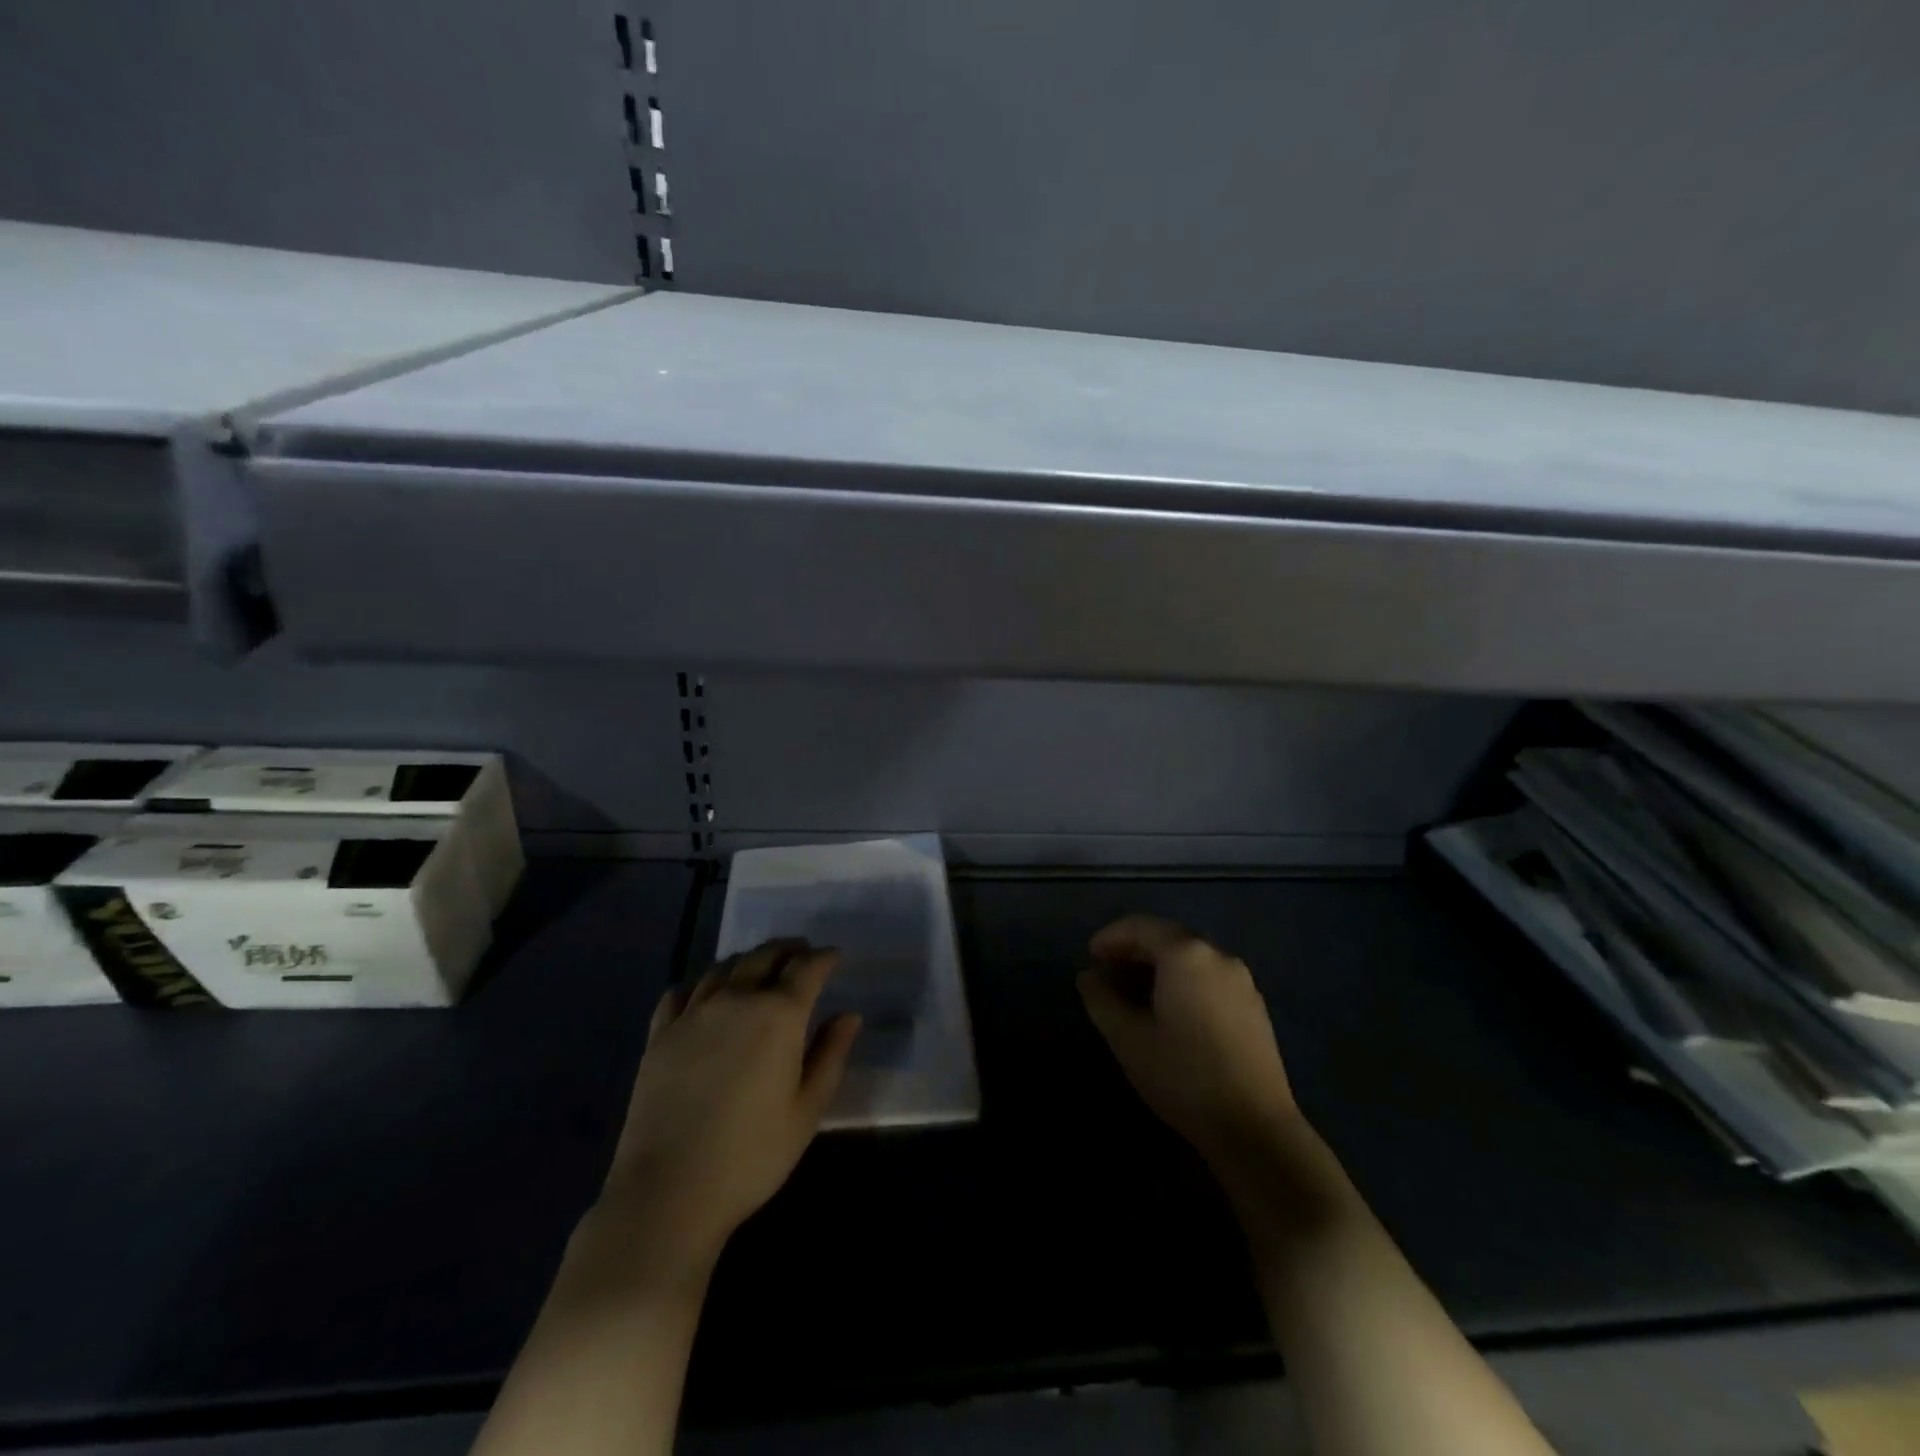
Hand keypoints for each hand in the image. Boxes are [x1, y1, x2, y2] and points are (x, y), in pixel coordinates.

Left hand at [598, 941, 861, 1271]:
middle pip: (764, 956)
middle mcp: (736, 1000)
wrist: (668, 1192)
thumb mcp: (807, 1111)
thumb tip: (849, 1015)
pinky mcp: (659, 1035)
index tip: (834, 956)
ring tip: (759, 967)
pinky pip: (680, 992)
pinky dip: (700, 984)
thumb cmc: (751, 1155)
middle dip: (788, 950)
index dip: (824, 957)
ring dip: (748, 960)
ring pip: (724, 968)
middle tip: (801, 953)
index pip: (807, 969)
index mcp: (779, 1015)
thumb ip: (830, 1055)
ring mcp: (693, 1014)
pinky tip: (704, 994)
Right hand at [1078, 915, 1298, 1166]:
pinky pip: (1209, 977)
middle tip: (1107, 974)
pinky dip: (1182, 981)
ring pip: (1190, 958)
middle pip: (1167, 938)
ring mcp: (1242, 981)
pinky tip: (1169, 1011)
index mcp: (1186, 954)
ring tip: (1133, 994)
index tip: (1089, 957)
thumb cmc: (1183, 1076)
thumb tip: (1088, 976)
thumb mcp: (1128, 1038)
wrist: (1255, 1129)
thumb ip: (1101, 999)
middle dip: (1133, 950)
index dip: (1110, 937)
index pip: (1140, 927)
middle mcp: (1218, 955)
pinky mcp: (1254, 1007)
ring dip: (1158, 967)